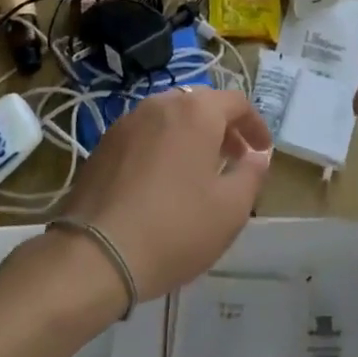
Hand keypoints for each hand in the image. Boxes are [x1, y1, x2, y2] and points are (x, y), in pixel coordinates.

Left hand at [57, 87, 271, 301]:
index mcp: (197, 111)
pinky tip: (162, 181)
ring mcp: (129, 120)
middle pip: (202, 105)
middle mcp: (162, 103)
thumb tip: (257, 155)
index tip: (262, 151)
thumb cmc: (174, 228)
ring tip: (198, 171)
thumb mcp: (230, 209)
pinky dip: (163, 146)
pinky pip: (146, 133)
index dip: (255, 125)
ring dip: (192, 136)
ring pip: (171, 117)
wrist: (94, 254)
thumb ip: (252, 174)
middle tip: (234, 159)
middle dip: (223, 128)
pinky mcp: (105, 143)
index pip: (237, 102)